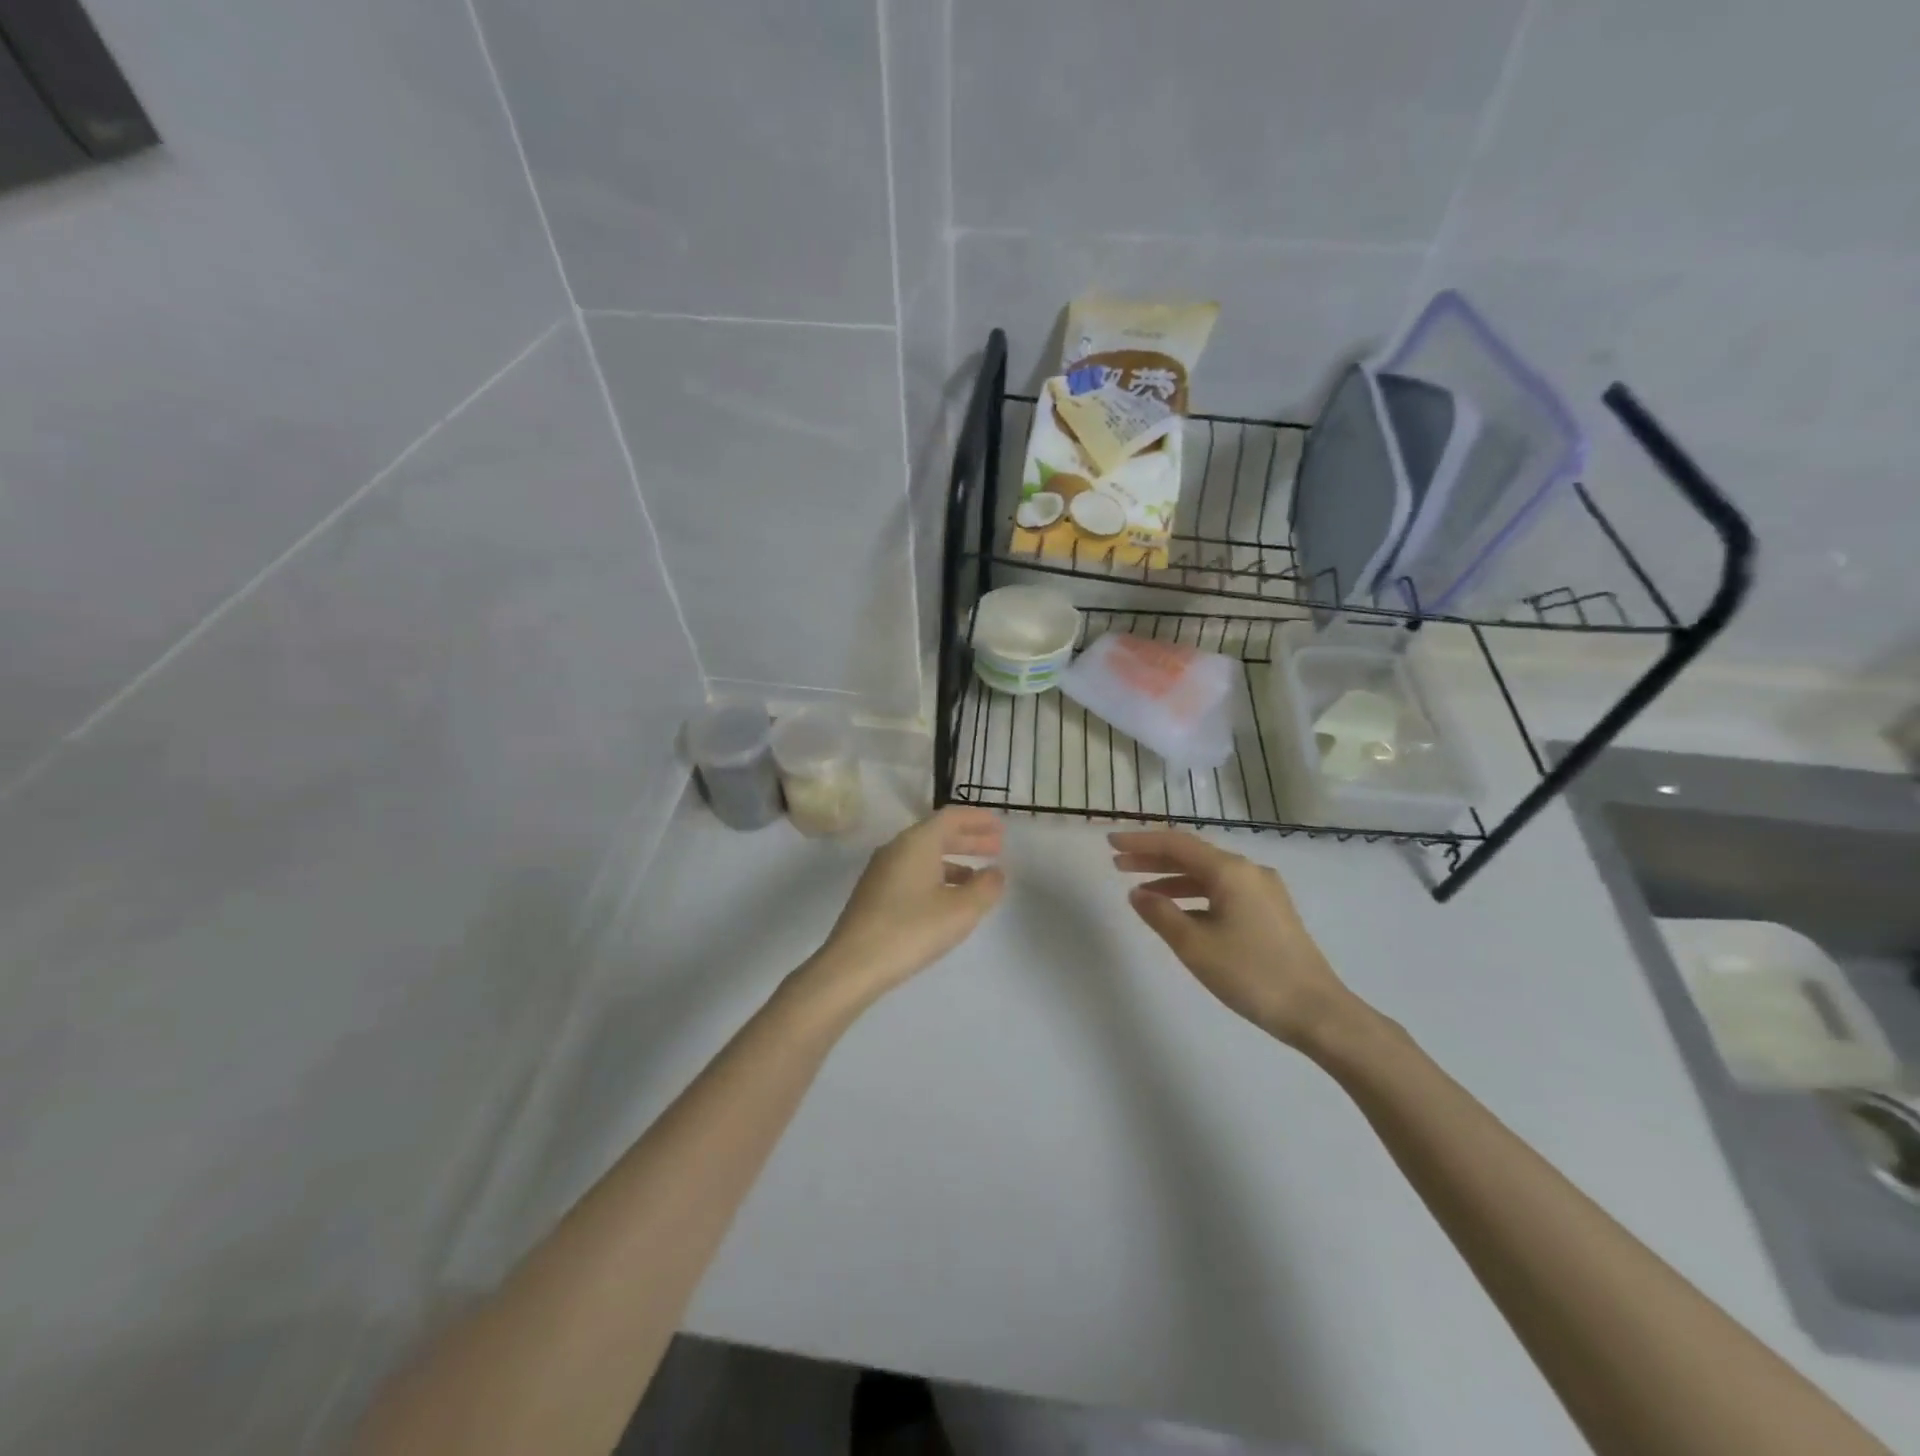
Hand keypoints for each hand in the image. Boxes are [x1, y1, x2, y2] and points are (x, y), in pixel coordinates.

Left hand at [807, 807, 1005, 1005]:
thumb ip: (985, 887)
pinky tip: (948, 899)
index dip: (978, 819)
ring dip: (954, 860)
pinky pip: (913, 873)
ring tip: (979, 876)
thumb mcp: (961, 910)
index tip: (1001, 826)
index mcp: (917, 842)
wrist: (853, 965)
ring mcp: (881, 872)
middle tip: (997, 847)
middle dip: (969, 839)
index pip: (951, 817)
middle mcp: (896, 849)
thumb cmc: (912, 930)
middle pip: (937, 834)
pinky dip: (937, 876)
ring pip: (925, 855)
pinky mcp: (874, 894)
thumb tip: (995, 872)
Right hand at [1110, 829, 1362, 1050]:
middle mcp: (1248, 871)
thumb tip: (1137, 893)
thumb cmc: (1251, 974)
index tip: (1110, 843)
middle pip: (1192, 855)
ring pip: (1207, 874)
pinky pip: (1222, 891)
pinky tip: (1177, 912)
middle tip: (1118, 864)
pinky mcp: (1270, 911)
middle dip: (1153, 858)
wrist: (1318, 1012)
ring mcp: (1263, 891)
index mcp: (1230, 871)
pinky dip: (1194, 895)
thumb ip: (1160, 914)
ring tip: (1139, 890)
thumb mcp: (1195, 946)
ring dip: (1172, 878)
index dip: (1140, 842)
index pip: (1176, 844)